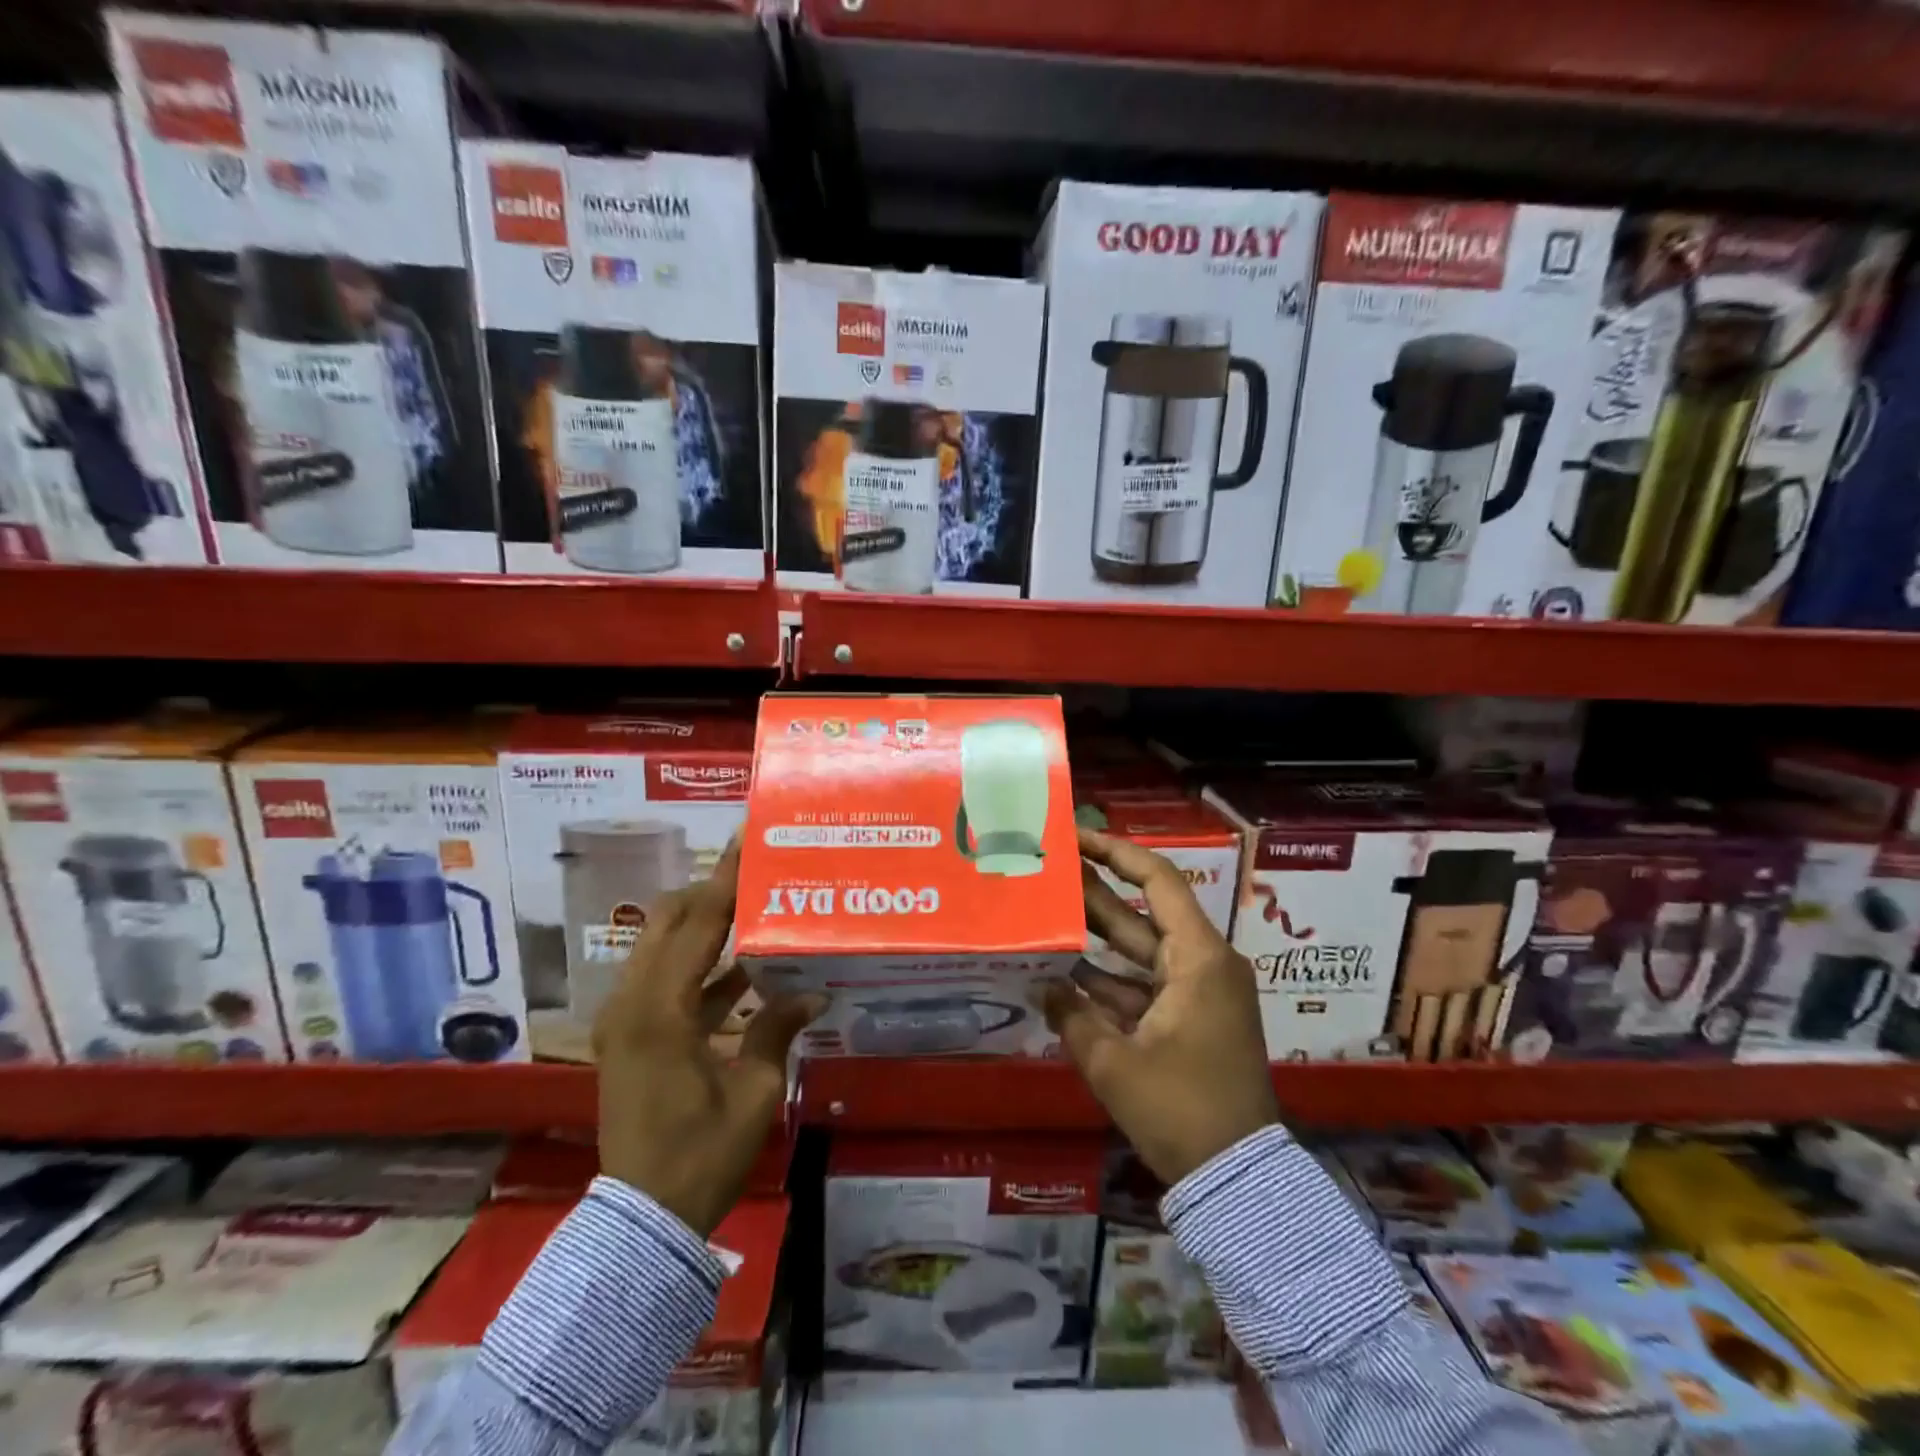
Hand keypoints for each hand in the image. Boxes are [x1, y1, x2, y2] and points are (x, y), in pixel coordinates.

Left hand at [593, 840, 825, 1235]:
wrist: (640, 1220)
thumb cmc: (700, 1156)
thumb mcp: (753, 1093)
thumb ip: (777, 1030)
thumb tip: (814, 991)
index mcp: (659, 1011)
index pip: (697, 923)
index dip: (725, 878)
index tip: (746, 840)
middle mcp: (631, 1002)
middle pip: (669, 920)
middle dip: (711, 891)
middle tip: (757, 874)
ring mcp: (625, 1017)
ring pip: (663, 945)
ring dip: (705, 924)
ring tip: (755, 907)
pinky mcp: (630, 1034)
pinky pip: (666, 978)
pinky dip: (700, 964)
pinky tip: (744, 966)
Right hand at [1044, 827, 1276, 1185]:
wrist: (1236, 1179)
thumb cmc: (1181, 1110)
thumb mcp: (1114, 1063)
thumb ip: (1072, 1016)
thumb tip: (1043, 984)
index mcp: (1198, 958)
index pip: (1158, 881)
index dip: (1117, 852)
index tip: (1077, 837)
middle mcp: (1203, 964)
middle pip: (1144, 912)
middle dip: (1096, 891)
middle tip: (1049, 869)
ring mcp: (1198, 993)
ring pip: (1140, 950)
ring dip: (1097, 936)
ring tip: (1047, 912)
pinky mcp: (1191, 1020)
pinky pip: (1144, 985)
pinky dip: (1108, 980)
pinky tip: (1063, 973)